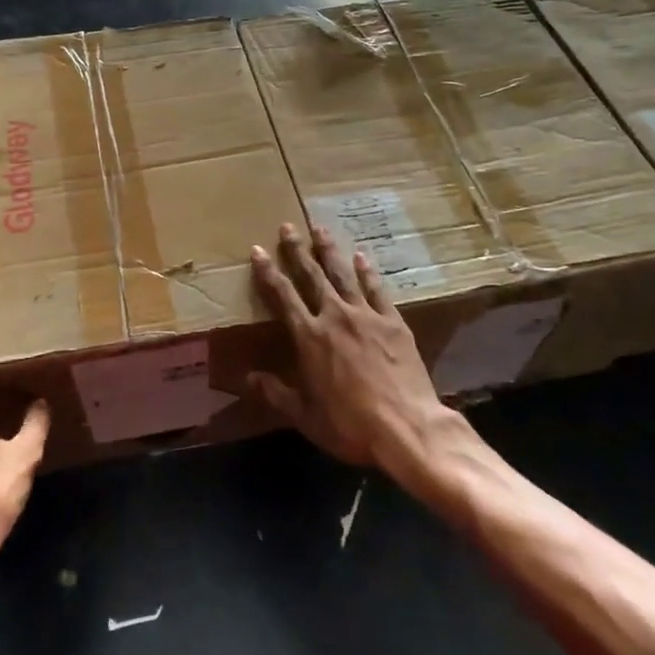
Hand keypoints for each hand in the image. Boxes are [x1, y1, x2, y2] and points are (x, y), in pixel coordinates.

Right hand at [247, 223, 453, 468]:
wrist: (406, 427)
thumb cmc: (350, 425)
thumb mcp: (305, 416)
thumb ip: (276, 393)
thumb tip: (248, 377)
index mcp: (309, 337)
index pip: (282, 296)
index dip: (268, 272)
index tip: (258, 250)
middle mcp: (334, 317)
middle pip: (312, 276)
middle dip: (297, 250)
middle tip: (288, 227)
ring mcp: (366, 316)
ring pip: (343, 275)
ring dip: (330, 251)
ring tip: (320, 229)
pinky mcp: (393, 323)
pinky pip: (377, 290)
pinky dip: (368, 272)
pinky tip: (362, 257)